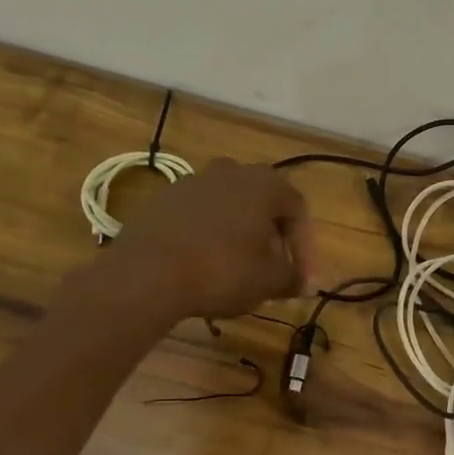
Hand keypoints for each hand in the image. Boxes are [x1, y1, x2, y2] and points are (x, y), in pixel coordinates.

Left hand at [102, 159, 316, 321]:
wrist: (147, 273)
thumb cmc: (223, 271)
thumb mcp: (269, 280)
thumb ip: (293, 278)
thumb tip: (303, 282)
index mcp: (263, 184)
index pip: (298, 210)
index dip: (306, 247)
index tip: (302, 279)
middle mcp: (230, 172)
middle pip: (263, 205)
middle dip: (273, 239)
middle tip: (275, 272)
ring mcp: (192, 182)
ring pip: (230, 210)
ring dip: (241, 237)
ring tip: (241, 271)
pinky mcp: (163, 200)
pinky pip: (200, 218)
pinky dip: (211, 238)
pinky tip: (206, 266)